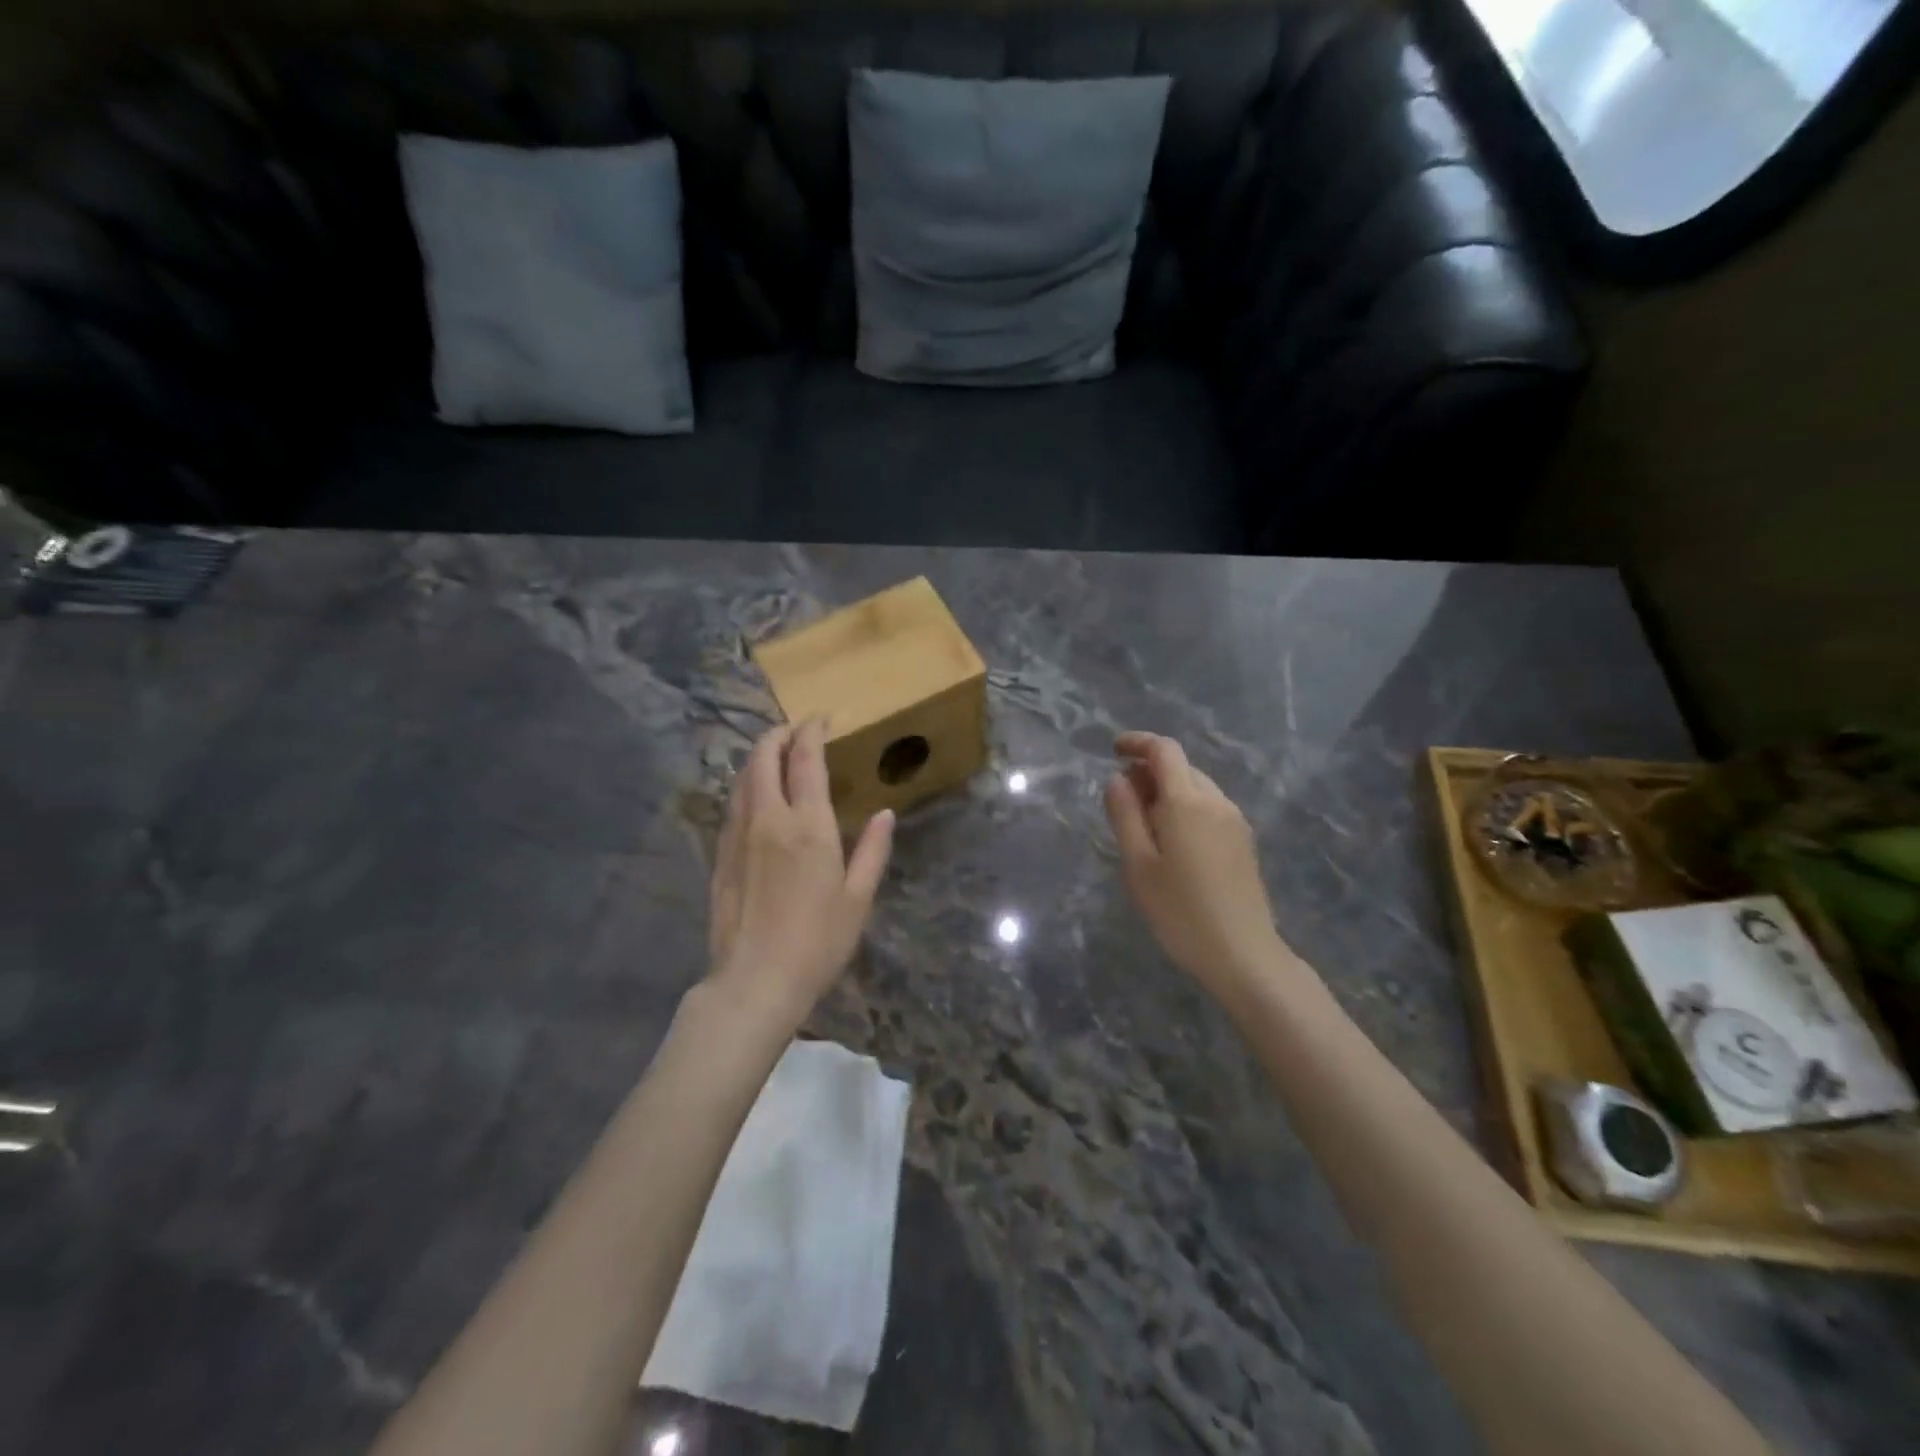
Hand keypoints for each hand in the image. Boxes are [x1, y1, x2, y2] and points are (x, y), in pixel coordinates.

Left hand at [706, 719, 893, 1029]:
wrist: (754, 981)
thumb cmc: (817, 942)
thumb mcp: (858, 898)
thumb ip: (872, 850)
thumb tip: (884, 814)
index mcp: (808, 825)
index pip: (805, 759)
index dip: (811, 731)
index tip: (820, 719)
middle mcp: (768, 818)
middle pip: (764, 756)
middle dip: (779, 734)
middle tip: (796, 731)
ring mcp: (737, 834)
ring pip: (742, 777)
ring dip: (759, 756)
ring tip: (776, 755)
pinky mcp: (719, 854)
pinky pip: (732, 804)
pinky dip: (746, 785)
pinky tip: (756, 796)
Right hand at [1104, 732, 1290, 1000]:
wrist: (1243, 954)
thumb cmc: (1180, 911)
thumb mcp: (1138, 864)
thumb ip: (1124, 815)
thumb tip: (1118, 779)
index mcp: (1187, 801)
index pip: (1164, 750)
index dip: (1138, 742)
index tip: (1113, 750)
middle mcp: (1216, 801)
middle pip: (1181, 767)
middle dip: (1149, 771)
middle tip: (1121, 799)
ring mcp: (1235, 821)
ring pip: (1196, 787)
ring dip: (1167, 790)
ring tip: (1142, 824)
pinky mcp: (1243, 841)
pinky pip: (1209, 807)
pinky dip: (1184, 807)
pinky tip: (1171, 840)